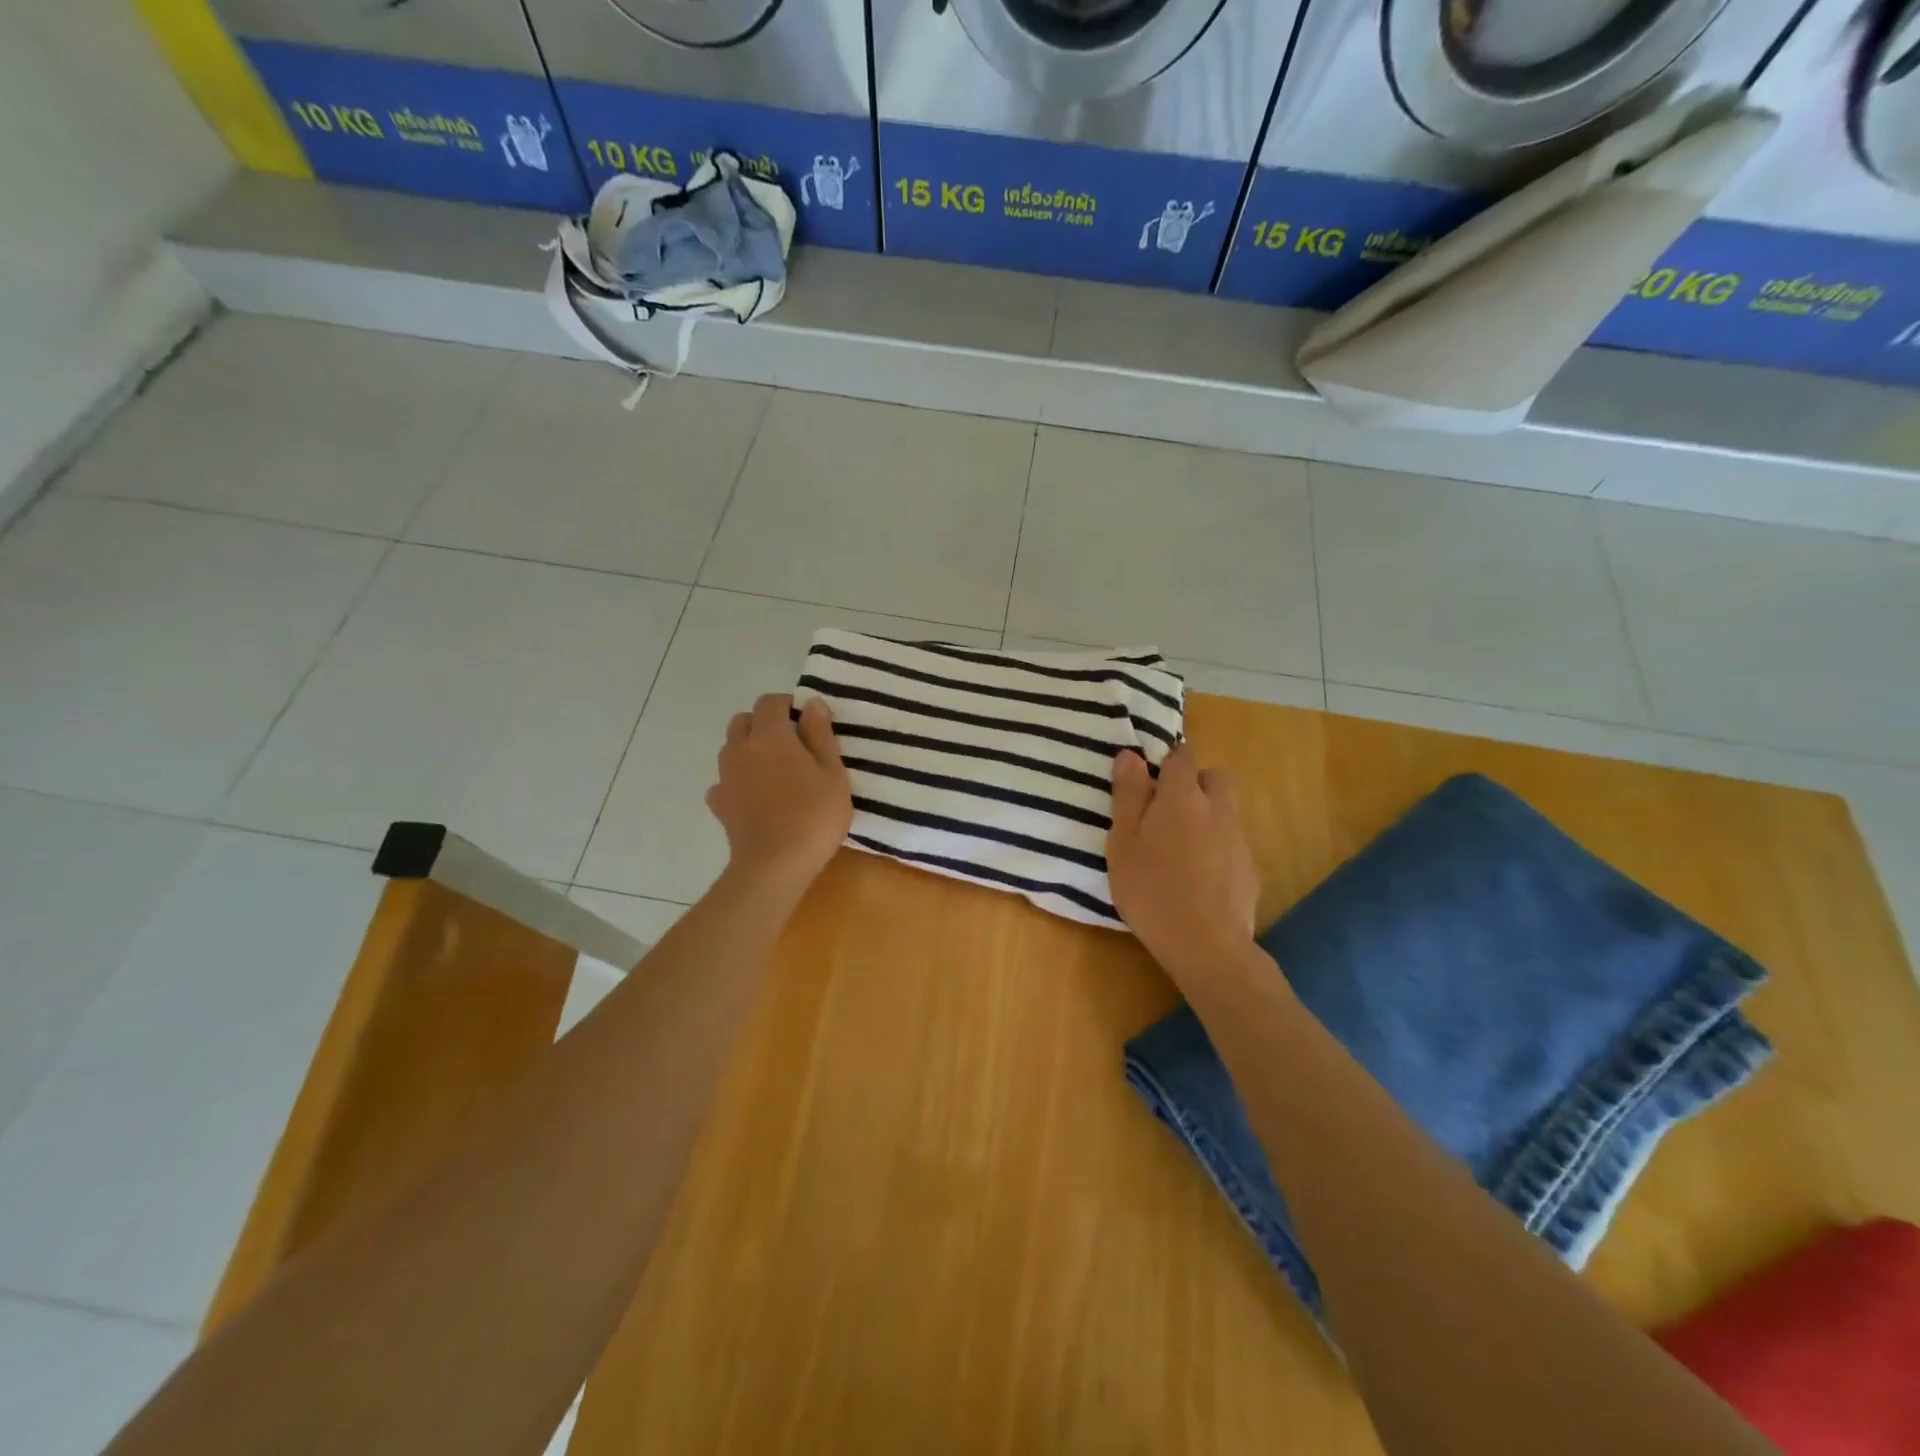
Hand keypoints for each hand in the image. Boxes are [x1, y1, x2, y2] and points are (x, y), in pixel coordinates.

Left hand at [707, 695, 852, 893]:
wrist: (775, 865)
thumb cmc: (813, 815)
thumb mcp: (832, 773)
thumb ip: (820, 734)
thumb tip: (811, 704)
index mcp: (770, 736)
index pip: (770, 702)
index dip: (788, 706)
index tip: (808, 722)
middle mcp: (740, 749)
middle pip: (744, 721)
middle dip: (765, 724)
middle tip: (793, 745)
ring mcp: (725, 777)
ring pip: (732, 748)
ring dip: (750, 750)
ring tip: (776, 771)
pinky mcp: (720, 804)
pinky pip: (725, 781)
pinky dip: (738, 782)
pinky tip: (755, 798)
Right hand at [1107, 746, 1258, 978]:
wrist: (1206, 944)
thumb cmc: (1151, 889)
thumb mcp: (1123, 841)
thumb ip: (1128, 795)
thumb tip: (1130, 755)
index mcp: (1182, 797)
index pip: (1182, 757)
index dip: (1167, 761)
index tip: (1150, 778)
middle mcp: (1217, 809)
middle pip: (1214, 778)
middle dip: (1195, 783)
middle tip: (1167, 810)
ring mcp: (1239, 840)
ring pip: (1226, 811)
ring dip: (1207, 815)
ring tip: (1181, 848)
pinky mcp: (1250, 870)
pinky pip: (1233, 843)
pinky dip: (1218, 848)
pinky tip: (1199, 877)